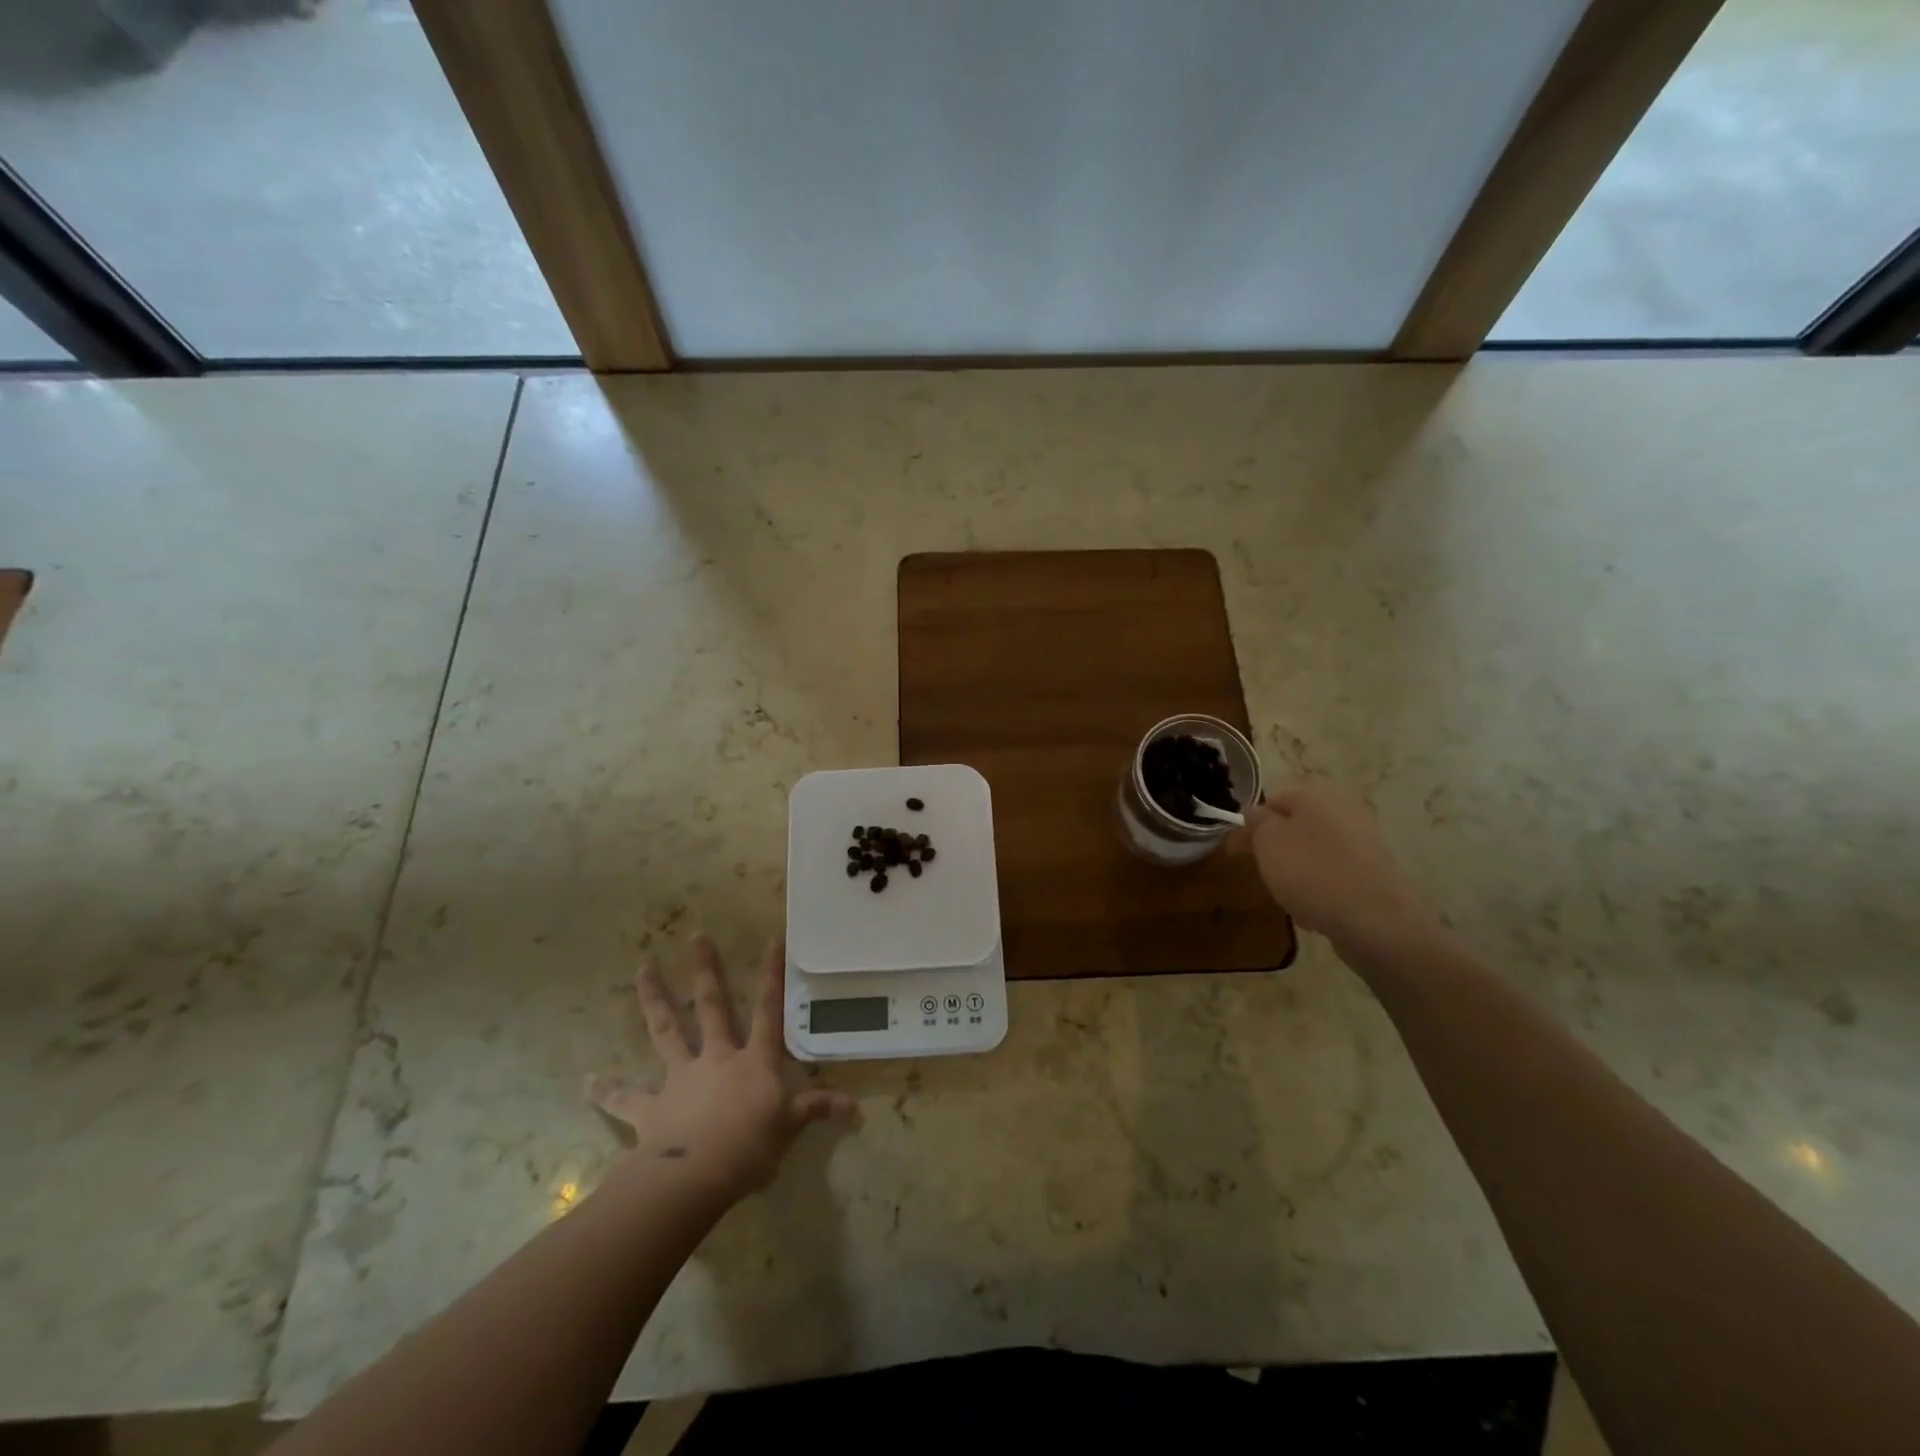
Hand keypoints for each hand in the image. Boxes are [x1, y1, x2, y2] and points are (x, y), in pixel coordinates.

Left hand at [588, 936, 857, 1206]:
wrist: (695, 1178)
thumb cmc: (749, 1149)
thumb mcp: (789, 1129)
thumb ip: (816, 1111)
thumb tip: (855, 1107)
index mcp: (753, 1062)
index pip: (767, 1012)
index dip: (771, 977)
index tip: (772, 941)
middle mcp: (716, 1058)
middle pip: (711, 1006)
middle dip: (705, 971)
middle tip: (695, 937)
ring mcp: (681, 1078)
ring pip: (666, 1030)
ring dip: (654, 999)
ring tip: (643, 968)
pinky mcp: (651, 1107)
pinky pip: (625, 1097)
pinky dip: (606, 1090)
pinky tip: (587, 1081)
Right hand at [1236, 781, 1436, 948]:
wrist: (1376, 919)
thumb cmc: (1311, 871)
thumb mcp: (1268, 841)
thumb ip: (1257, 821)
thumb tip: (1257, 812)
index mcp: (1316, 794)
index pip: (1273, 799)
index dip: (1250, 824)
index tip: (1235, 850)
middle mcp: (1343, 810)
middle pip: (1296, 825)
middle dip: (1274, 848)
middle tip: (1258, 871)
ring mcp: (1363, 842)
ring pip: (1314, 851)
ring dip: (1295, 869)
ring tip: (1285, 895)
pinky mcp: (1375, 873)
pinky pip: (1334, 874)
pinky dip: (1319, 887)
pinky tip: (1312, 909)